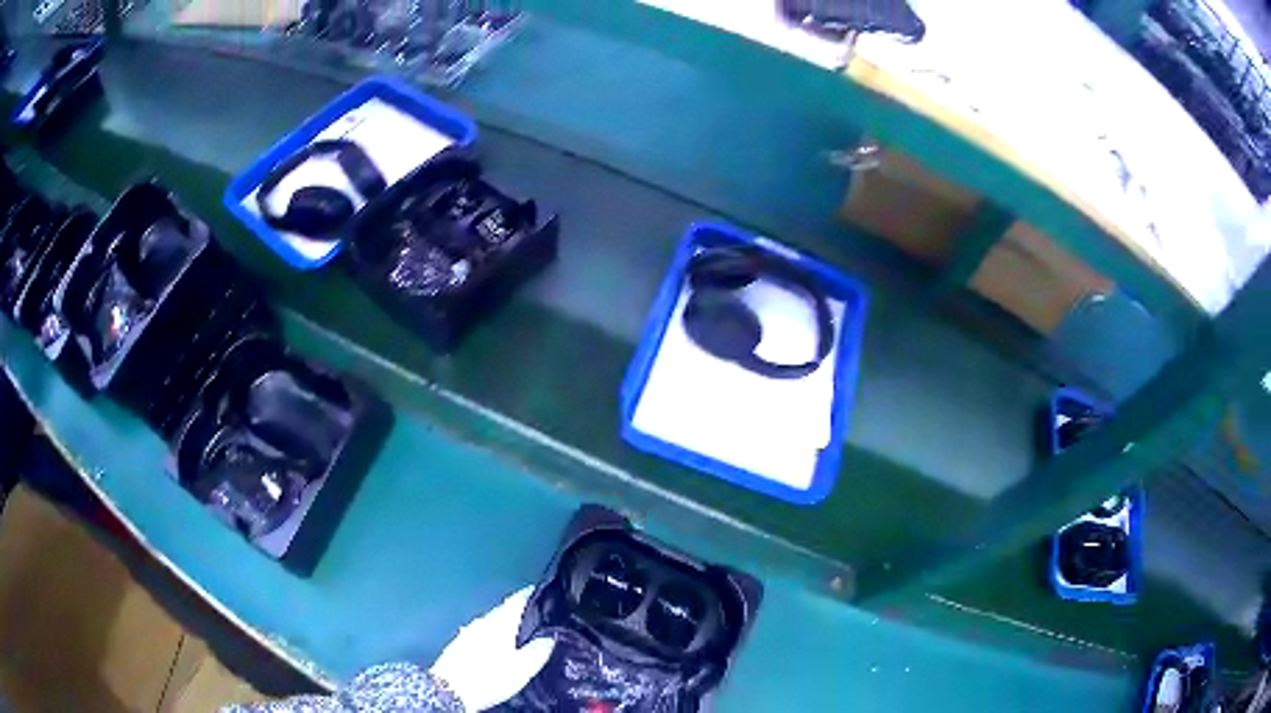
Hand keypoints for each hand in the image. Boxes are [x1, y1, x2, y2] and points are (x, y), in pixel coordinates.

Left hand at [430, 586, 554, 711]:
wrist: (450, 690)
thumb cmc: (490, 677)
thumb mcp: (523, 668)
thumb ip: (539, 649)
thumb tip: (551, 635)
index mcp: (500, 623)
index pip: (517, 599)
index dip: (531, 594)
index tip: (544, 593)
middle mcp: (482, 621)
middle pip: (503, 610)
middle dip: (518, 612)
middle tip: (536, 619)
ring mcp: (468, 632)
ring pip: (491, 622)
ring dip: (504, 625)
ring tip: (518, 636)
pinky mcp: (458, 644)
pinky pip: (480, 633)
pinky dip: (491, 636)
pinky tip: (495, 648)